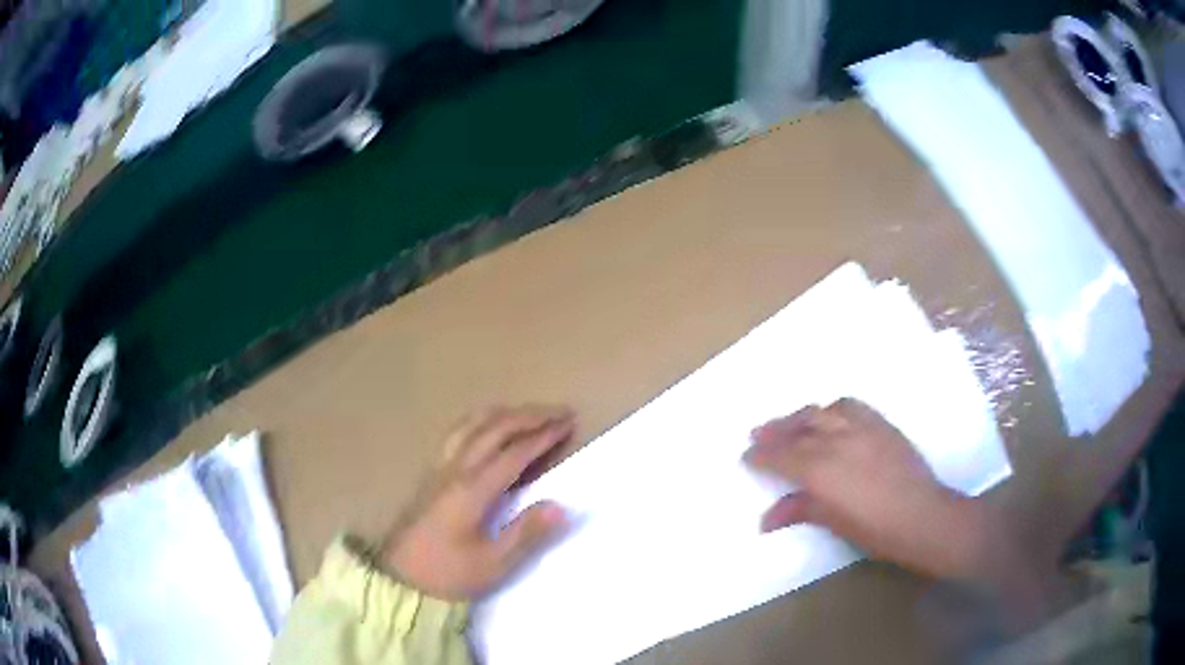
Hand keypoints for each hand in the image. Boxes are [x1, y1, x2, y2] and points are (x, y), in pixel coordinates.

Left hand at [382, 405, 573, 600]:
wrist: (401, 579)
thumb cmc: (448, 574)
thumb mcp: (492, 564)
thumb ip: (527, 533)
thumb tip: (562, 505)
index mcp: (472, 489)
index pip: (514, 452)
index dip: (543, 436)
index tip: (569, 424)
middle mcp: (455, 469)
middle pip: (494, 428)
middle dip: (530, 416)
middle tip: (560, 412)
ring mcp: (439, 468)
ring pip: (472, 425)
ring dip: (504, 414)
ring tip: (529, 414)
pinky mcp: (430, 474)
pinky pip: (458, 432)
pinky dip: (482, 421)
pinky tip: (487, 428)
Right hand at [743, 398, 991, 580]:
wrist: (922, 515)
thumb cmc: (874, 529)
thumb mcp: (833, 523)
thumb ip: (799, 511)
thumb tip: (766, 519)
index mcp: (820, 468)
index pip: (781, 455)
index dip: (761, 455)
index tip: (747, 455)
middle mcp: (836, 440)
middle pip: (798, 427)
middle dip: (775, 430)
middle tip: (758, 433)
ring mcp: (861, 427)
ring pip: (823, 410)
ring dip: (802, 416)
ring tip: (792, 422)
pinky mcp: (881, 423)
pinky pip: (851, 405)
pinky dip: (833, 408)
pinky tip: (832, 415)